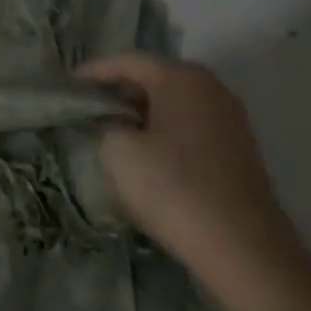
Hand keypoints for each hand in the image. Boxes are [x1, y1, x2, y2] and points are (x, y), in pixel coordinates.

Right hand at [77, 54, 294, 264]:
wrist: (243, 249)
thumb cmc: (174, 188)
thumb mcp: (118, 151)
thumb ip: (105, 123)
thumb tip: (109, 120)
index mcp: (182, 77)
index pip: (127, 61)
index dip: (92, 72)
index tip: (66, 86)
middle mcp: (211, 88)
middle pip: (153, 77)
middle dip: (118, 90)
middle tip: (85, 108)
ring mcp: (230, 119)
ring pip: (173, 103)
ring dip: (141, 112)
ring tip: (109, 130)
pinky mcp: (238, 149)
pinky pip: (190, 126)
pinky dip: (163, 131)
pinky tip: (145, 153)